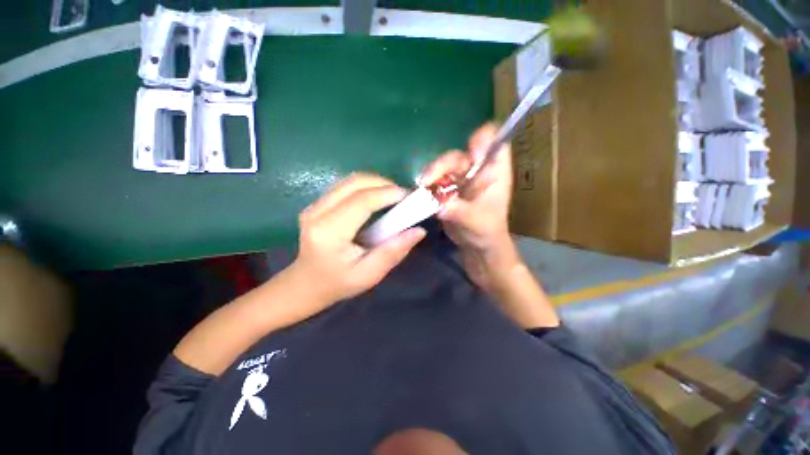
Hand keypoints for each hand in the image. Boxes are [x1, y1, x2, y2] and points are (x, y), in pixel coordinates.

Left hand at [288, 173, 425, 306]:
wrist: (306, 283)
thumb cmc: (338, 283)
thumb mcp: (369, 274)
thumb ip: (393, 252)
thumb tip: (419, 231)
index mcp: (329, 232)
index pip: (361, 201)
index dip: (387, 193)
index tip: (409, 196)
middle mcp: (317, 212)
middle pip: (355, 183)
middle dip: (383, 183)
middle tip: (403, 196)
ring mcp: (314, 205)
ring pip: (350, 180)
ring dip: (375, 183)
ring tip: (392, 196)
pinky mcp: (317, 203)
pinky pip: (345, 185)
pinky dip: (365, 186)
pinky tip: (376, 198)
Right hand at [420, 124, 519, 289]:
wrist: (477, 247)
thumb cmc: (485, 232)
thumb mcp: (475, 221)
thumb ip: (458, 210)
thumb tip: (438, 203)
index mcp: (494, 172)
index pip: (495, 142)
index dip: (483, 140)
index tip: (469, 152)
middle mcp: (477, 171)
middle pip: (460, 155)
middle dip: (442, 164)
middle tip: (427, 180)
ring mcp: (462, 179)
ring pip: (444, 166)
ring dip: (432, 175)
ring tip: (422, 188)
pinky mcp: (449, 188)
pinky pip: (436, 179)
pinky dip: (428, 184)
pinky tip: (422, 192)